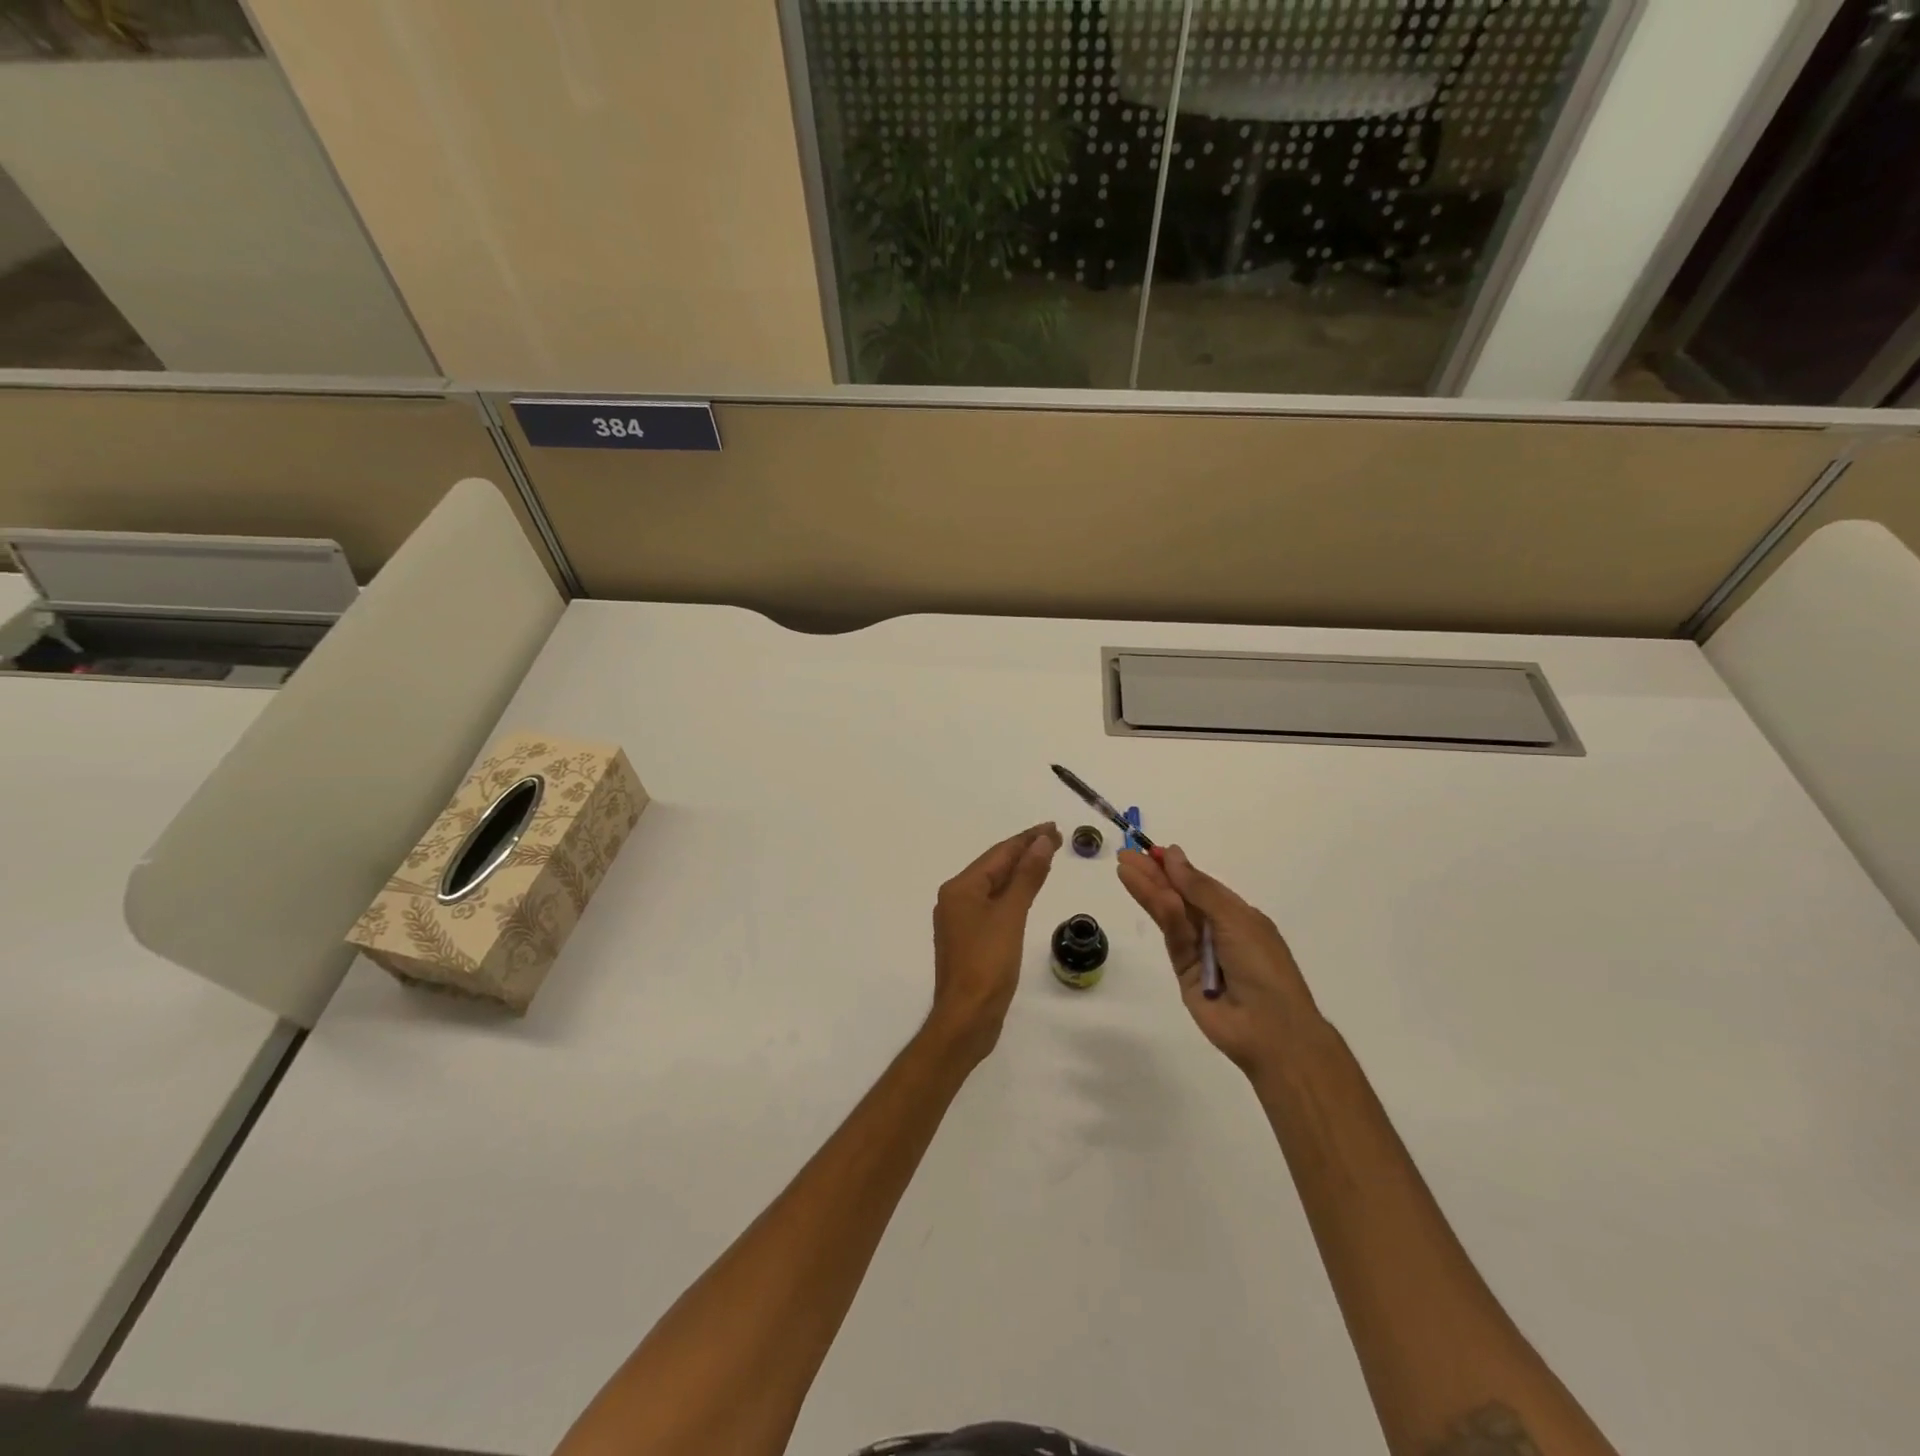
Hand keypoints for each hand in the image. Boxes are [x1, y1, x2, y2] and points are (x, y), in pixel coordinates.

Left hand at [927, 823, 1061, 1061]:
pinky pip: (994, 905)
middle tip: (1056, 838)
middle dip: (1024, 852)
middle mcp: (956, 899)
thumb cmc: (987, 963)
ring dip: (1019, 872)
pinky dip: (1013, 894)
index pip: (999, 854)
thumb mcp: (1011, 915)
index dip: (1027, 839)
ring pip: (994, 886)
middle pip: (994, 867)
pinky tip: (1027, 893)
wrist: (967, 1018)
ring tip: (1046, 858)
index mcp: (960, 888)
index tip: (1053, 828)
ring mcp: (961, 920)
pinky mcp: (970, 940)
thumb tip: (1042, 842)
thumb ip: (1027, 877)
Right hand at [1117, 845, 1320, 1078]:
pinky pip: (1172, 938)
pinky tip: (1147, 893)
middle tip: (1126, 857)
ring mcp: (1199, 951)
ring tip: (1124, 869)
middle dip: (1154, 876)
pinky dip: (1162, 915)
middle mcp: (1217, 930)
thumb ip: (1199, 888)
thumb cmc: (1263, 965)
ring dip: (1149, 891)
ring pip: (1171, 915)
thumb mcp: (1234, 918)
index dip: (1177, 868)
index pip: (1201, 885)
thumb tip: (1173, 855)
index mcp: (1238, 915)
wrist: (1270, 1029)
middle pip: (1180, 897)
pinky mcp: (1183, 971)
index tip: (1152, 851)